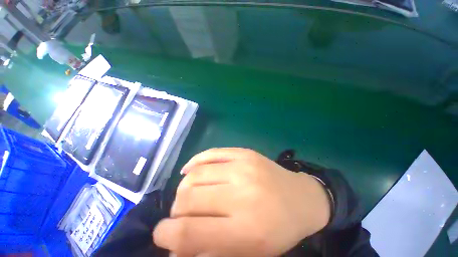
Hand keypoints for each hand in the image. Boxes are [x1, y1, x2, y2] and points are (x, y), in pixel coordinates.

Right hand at [153, 148, 330, 255]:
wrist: (301, 198)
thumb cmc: (278, 230)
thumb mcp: (248, 252)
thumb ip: (209, 250)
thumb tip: (175, 248)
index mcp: (245, 228)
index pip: (188, 232)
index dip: (166, 234)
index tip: (162, 234)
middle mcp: (242, 192)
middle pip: (188, 198)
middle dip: (176, 210)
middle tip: (181, 214)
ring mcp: (243, 166)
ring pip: (195, 174)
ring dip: (184, 187)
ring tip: (188, 194)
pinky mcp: (243, 152)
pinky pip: (209, 153)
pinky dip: (194, 162)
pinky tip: (190, 171)